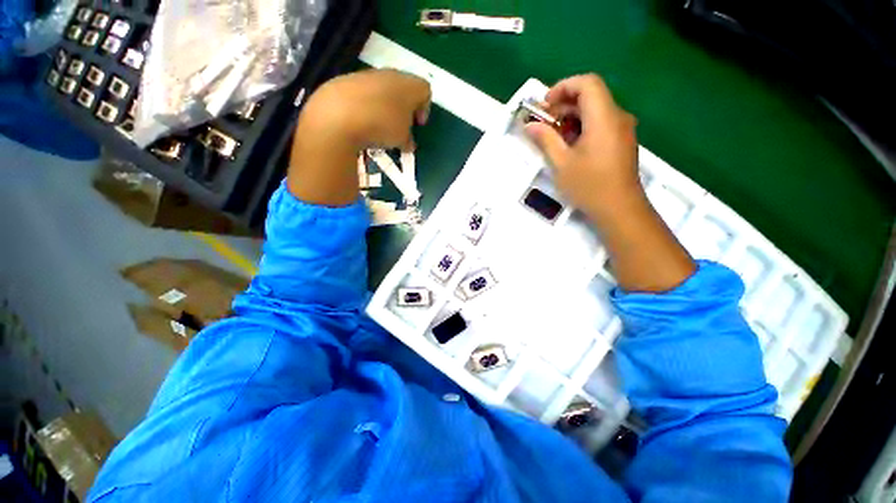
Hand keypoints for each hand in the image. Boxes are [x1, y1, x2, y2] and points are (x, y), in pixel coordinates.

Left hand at [297, 69, 431, 152]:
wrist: (339, 116)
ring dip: (384, 106)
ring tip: (378, 127)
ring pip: (381, 89)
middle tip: (400, 127)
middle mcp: (389, 75)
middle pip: (403, 87)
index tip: (418, 125)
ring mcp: (365, 76)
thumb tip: (407, 143)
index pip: (425, 90)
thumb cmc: (382, 126)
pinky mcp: (345, 80)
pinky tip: (360, 122)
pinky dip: (365, 106)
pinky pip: (362, 93)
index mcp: (409, 86)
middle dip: (404, 107)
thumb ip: (408, 140)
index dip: (425, 108)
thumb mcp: (402, 140)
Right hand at [527, 74, 694, 291]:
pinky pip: (601, 124)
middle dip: (564, 104)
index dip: (563, 87)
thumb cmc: (589, 185)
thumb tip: (529, 125)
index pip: (587, 83)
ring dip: (572, 117)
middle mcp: (617, 117)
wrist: (620, 209)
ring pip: (596, 110)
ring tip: (553, 137)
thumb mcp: (561, 163)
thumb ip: (545, 139)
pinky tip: (570, 146)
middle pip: (591, 95)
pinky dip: (583, 127)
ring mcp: (622, 130)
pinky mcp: (622, 142)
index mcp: (604, 117)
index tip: (545, 105)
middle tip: (544, 123)